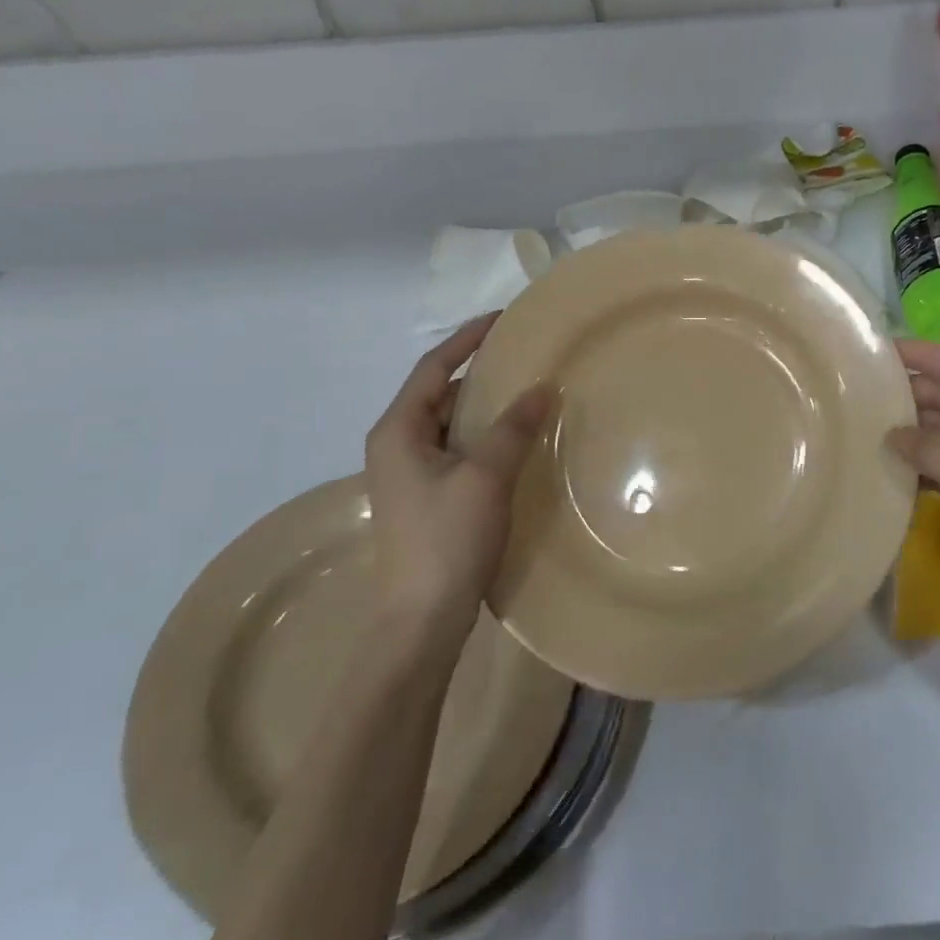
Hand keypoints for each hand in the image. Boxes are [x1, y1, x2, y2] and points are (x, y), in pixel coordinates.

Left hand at [364, 316, 553, 637]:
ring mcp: (409, 474)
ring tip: (527, 391)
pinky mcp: (426, 497)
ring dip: (484, 406)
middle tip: (524, 355)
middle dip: (479, 371)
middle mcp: (396, 445)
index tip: (504, 320)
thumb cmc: (447, 540)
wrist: (422, 620)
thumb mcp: (485, 477)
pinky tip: (516, 439)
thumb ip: (513, 428)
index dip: (467, 339)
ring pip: (450, 423)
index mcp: (398, 431)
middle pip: (439, 392)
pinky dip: (484, 435)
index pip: (433, 367)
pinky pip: (457, 449)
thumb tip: (543, 387)